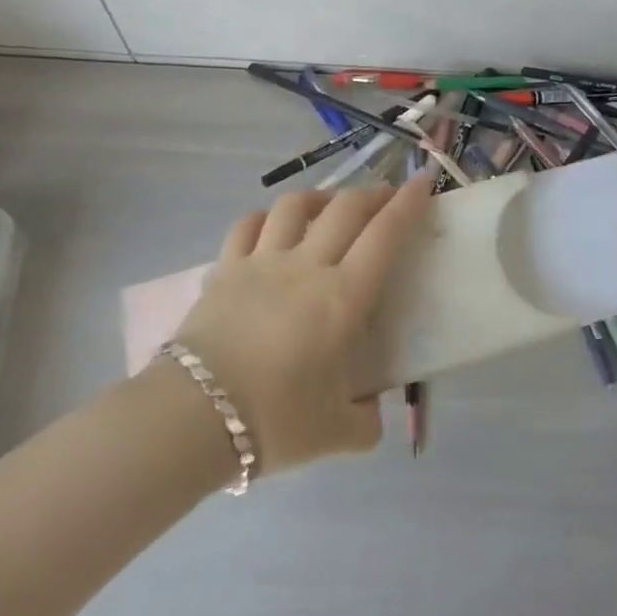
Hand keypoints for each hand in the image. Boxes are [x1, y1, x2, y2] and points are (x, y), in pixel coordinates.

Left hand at [168, 171, 433, 477]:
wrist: (193, 417)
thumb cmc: (273, 420)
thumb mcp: (335, 434)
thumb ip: (365, 422)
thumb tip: (371, 413)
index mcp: (342, 297)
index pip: (385, 235)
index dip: (408, 204)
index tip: (423, 182)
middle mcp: (306, 265)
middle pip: (345, 208)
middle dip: (373, 194)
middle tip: (387, 197)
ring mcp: (262, 261)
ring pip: (295, 205)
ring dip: (320, 197)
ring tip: (330, 204)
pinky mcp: (225, 269)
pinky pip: (247, 226)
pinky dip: (266, 217)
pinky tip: (273, 224)